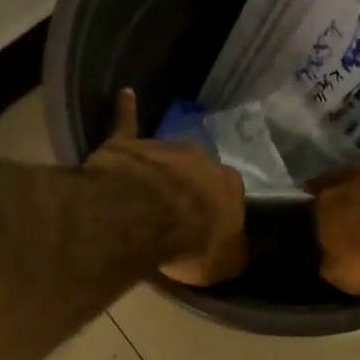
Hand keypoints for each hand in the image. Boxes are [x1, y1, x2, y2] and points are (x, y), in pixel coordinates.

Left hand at [86, 89, 246, 285]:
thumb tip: (234, 250)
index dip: (217, 215)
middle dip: (191, 187)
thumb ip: (230, 253)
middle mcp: (203, 159)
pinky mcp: (128, 145)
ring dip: (162, 169)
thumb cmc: (191, 244)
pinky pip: (127, 124)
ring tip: (149, 188)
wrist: (145, 217)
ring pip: (167, 157)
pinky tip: (126, 94)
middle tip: (177, 212)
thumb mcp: (224, 264)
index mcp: (230, 186)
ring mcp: (165, 148)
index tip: (207, 230)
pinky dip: (126, 110)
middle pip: (198, 174)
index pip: (229, 198)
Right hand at [308, 144, 359, 296]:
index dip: (314, 212)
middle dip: (343, 194)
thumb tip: (330, 255)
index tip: (316, 221)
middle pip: (343, 183)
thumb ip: (331, 259)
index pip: (312, 202)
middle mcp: (355, 180)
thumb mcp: (341, 273)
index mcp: (327, 202)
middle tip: (345, 208)